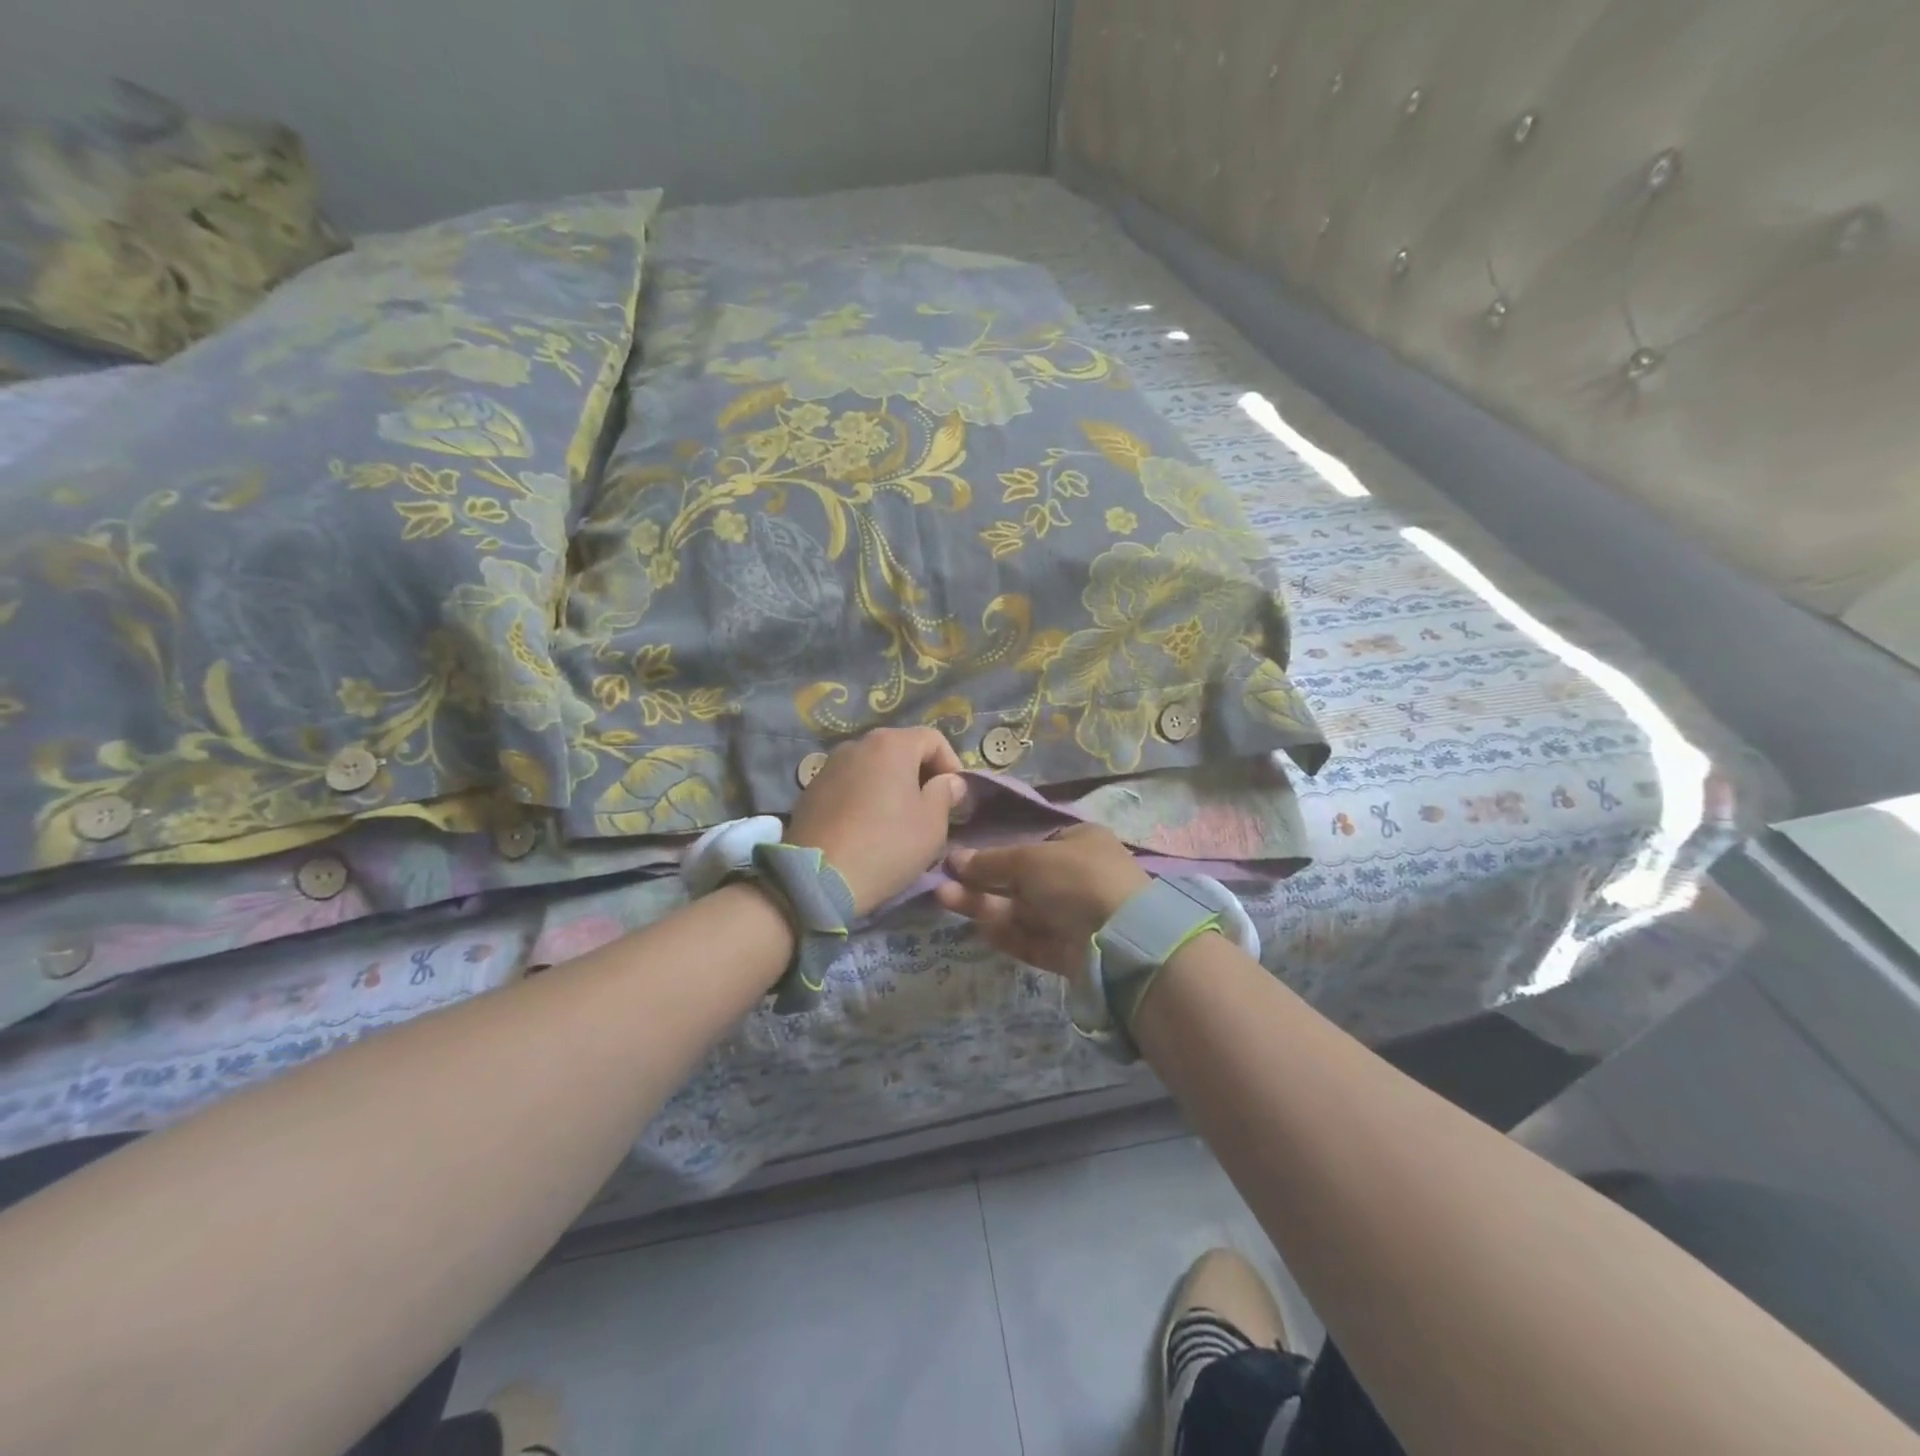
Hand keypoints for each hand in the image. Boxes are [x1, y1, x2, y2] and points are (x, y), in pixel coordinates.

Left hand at [785, 727, 967, 916]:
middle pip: (901, 749)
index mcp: (891, 744)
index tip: (956, 797)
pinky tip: (866, 827)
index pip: (933, 739)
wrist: (818, 878)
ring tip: (897, 819)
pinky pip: (850, 785)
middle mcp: (858, 744)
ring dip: (891, 785)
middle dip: (920, 774)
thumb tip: (949, 781)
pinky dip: (865, 797)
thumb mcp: (932, 824)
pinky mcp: (811, 790)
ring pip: (873, 767)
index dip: (952, 764)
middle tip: (930, 808)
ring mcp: (829, 765)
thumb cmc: (887, 845)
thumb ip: (946, 793)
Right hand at [934, 824, 1151, 976]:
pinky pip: (1029, 938)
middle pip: (1020, 879)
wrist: (1121, 938)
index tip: (962, 859)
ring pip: (1020, 910)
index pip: (1032, 845)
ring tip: (944, 898)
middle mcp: (1076, 877)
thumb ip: (991, 861)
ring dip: (983, 905)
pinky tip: (977, 928)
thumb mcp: (1030, 859)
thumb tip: (955, 859)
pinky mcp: (1066, 951)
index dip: (997, 852)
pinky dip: (1004, 933)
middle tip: (943, 882)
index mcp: (1079, 843)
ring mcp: (1072, 916)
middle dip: (981, 881)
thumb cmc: (1077, 878)